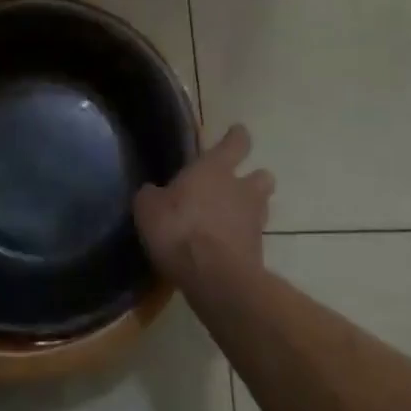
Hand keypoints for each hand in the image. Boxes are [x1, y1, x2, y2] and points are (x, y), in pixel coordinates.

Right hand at [134, 124, 273, 290]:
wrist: (214, 278)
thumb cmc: (179, 229)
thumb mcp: (148, 208)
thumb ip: (152, 196)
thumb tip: (153, 193)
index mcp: (215, 169)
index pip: (235, 143)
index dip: (236, 136)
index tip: (237, 132)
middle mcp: (241, 189)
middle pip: (261, 176)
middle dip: (254, 177)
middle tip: (237, 184)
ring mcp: (254, 222)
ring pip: (262, 206)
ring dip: (251, 209)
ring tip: (230, 218)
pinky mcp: (258, 253)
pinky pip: (252, 238)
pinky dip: (242, 240)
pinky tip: (225, 247)